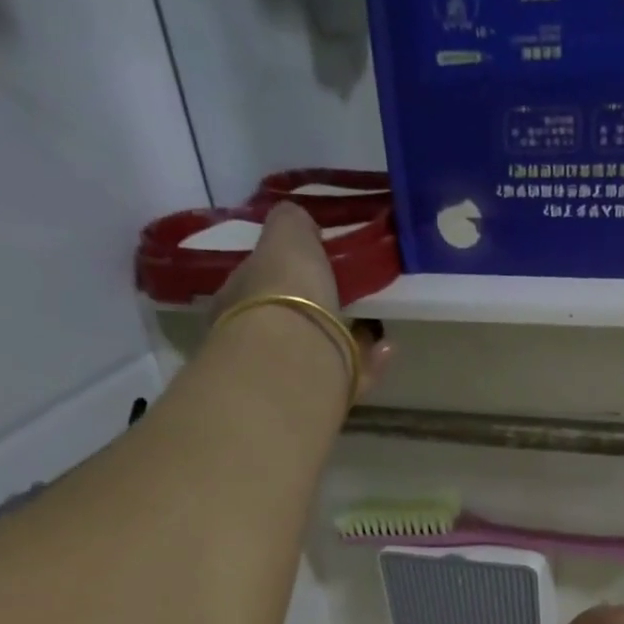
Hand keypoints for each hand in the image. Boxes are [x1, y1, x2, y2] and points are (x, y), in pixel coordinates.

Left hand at [210, 202, 391, 394]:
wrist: (293, 360)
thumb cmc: (283, 292)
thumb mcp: (287, 237)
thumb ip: (291, 223)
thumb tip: (298, 221)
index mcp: (235, 302)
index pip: (254, 284)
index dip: (281, 274)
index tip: (310, 268)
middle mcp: (253, 343)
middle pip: (285, 322)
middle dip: (314, 312)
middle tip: (345, 300)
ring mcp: (284, 376)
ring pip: (317, 353)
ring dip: (347, 340)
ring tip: (377, 328)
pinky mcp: (319, 402)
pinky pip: (347, 378)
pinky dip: (369, 363)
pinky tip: (388, 348)